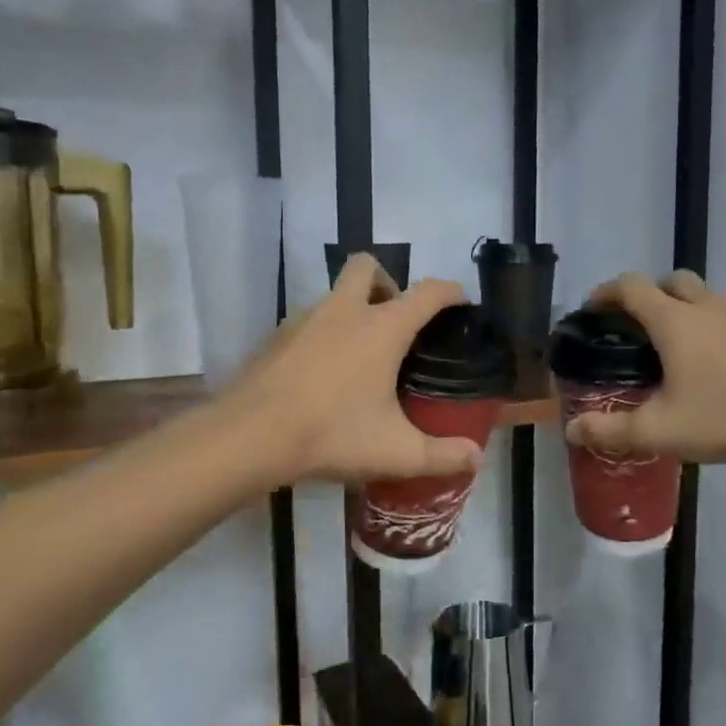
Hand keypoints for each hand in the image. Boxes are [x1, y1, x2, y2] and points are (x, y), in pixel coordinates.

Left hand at [225, 253, 485, 486]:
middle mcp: (344, 311)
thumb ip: (442, 456)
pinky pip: (308, 322)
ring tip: (360, 357)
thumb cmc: (332, 434)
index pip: (428, 292)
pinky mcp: (275, 338)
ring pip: (334, 294)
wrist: (249, 436)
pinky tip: (322, 375)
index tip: (461, 302)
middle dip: (387, 282)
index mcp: (382, 328)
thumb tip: (476, 458)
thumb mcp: (396, 452)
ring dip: (352, 310)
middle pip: (367, 267)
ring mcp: (304, 319)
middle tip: (395, 323)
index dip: (450, 292)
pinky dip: (323, 335)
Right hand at [564, 270, 725, 471]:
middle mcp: (704, 307)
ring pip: (699, 295)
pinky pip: (723, 314)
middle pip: (668, 281)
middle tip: (633, 327)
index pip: (630, 286)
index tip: (592, 310)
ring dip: (678, 308)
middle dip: (645, 295)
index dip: (606, 293)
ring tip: (669, 346)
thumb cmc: (723, 417)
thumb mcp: (659, 431)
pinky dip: (706, 324)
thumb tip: (570, 431)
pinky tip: (707, 362)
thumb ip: (611, 430)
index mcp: (674, 321)